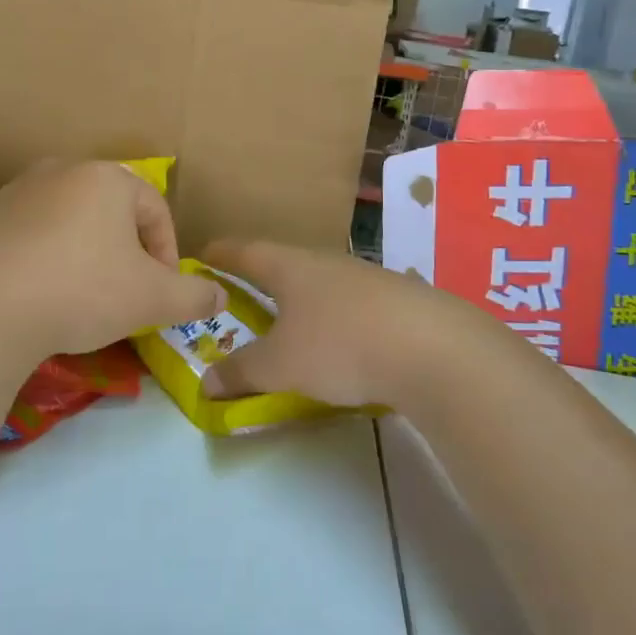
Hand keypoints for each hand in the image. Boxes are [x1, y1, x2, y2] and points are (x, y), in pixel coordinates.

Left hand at [0, 161, 223, 365]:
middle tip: (125, 293)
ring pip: (66, 219)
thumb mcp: (152, 299)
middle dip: (124, 250)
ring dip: (81, 250)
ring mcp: (15, 190)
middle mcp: (61, 170)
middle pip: (110, 211)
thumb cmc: (82, 290)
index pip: (155, 210)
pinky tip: (36, 290)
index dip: (167, 254)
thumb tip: (219, 296)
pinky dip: (38, 255)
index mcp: (107, 177)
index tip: (163, 293)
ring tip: (79, 294)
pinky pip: (25, 233)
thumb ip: (193, 295)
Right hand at [201, 239, 542, 409]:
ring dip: (298, 298)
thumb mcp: (281, 365)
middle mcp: (325, 262)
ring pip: (318, 282)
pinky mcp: (395, 299)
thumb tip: (206, 383)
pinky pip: (348, 303)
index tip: (201, 255)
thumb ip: (241, 372)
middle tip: (239, 292)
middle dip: (259, 276)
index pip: (244, 251)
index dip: (220, 253)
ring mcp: (364, 278)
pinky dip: (331, 316)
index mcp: (290, 267)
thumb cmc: (341, 345)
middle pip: (283, 263)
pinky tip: (338, 339)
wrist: (434, 349)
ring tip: (287, 319)